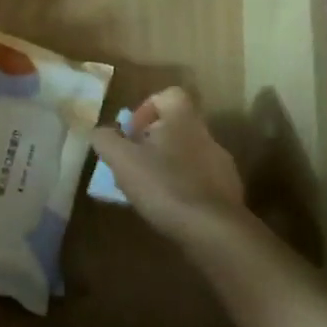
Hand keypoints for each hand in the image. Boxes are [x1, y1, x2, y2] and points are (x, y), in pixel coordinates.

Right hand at [90, 88, 254, 258]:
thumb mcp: (121, 160)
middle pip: (176, 127)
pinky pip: (200, 181)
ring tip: (147, 190)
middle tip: (133, 163)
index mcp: (183, 120)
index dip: (146, 108)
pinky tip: (168, 208)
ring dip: (166, 166)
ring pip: (187, 155)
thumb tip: (98, 131)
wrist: (215, 231)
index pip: (169, 95)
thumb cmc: (164, 186)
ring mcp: (221, 166)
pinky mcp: (228, 193)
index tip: (131, 133)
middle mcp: (206, 136)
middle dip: (152, 142)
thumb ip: (105, 140)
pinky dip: (182, 188)